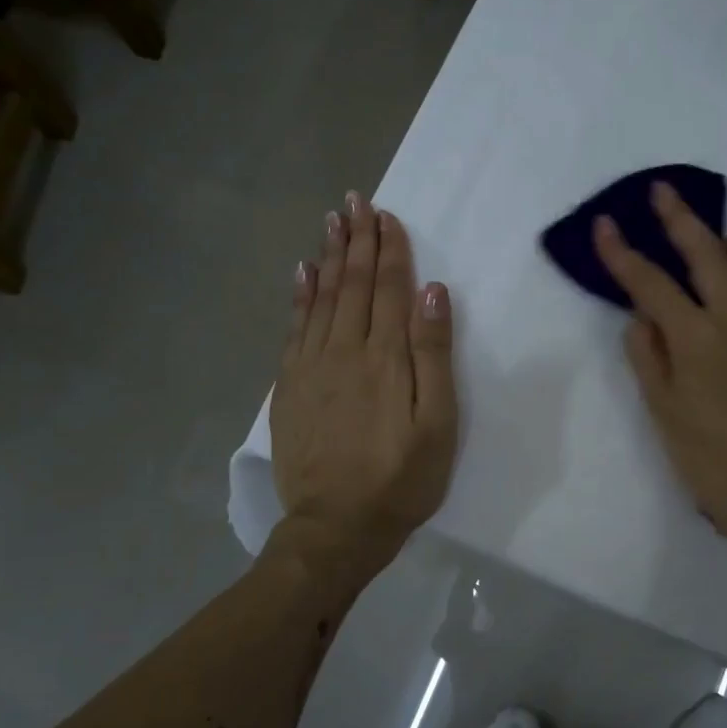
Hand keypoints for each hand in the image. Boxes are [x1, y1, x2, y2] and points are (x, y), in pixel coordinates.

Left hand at [271, 192, 457, 576]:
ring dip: (328, 257)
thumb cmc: (401, 479)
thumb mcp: (436, 423)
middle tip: (356, 200)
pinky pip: (294, 328)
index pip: (387, 289)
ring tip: (331, 220)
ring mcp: (310, 367)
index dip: (388, 250)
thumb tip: (432, 292)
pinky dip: (300, 296)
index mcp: (385, 358)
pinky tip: (302, 273)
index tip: (386, 215)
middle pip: (352, 285)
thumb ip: (434, 355)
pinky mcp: (289, 387)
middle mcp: (344, 351)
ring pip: (321, 298)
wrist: (336, 527)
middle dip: (356, 240)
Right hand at [593, 182, 726, 545]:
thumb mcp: (659, 407)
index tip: (604, 225)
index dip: (622, 252)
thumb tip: (641, 315)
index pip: (650, 282)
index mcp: (696, 339)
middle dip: (679, 217)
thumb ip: (646, 353)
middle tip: (663, 193)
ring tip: (723, 251)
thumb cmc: (704, 456)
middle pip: (707, 251)